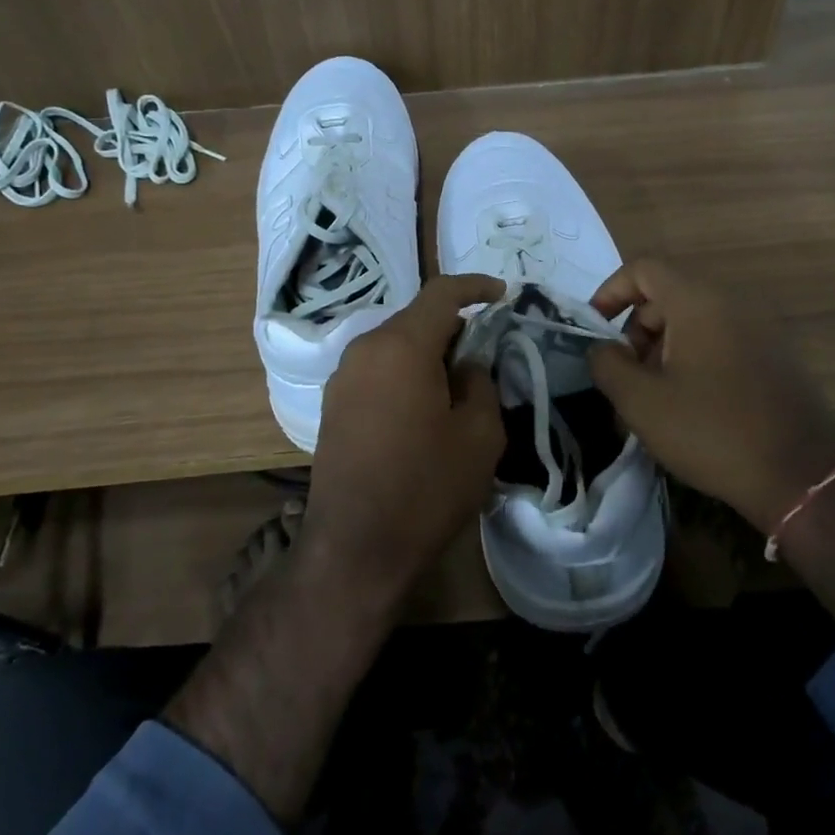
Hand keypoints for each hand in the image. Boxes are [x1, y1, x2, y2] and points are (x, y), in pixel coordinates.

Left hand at [302, 273, 506, 604]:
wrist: (355, 547)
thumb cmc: (426, 487)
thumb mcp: (479, 434)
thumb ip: (480, 383)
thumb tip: (466, 365)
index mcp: (401, 346)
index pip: (441, 294)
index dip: (475, 287)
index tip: (501, 295)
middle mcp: (364, 350)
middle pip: (415, 319)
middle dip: (453, 327)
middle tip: (486, 352)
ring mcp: (342, 378)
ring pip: (394, 345)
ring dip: (427, 353)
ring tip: (457, 384)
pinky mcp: (333, 405)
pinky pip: (377, 370)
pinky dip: (405, 373)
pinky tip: (424, 406)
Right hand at [588, 259, 834, 535]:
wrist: (802, 477)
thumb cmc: (712, 431)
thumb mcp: (641, 401)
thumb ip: (607, 364)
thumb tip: (602, 348)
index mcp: (699, 301)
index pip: (644, 268)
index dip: (610, 292)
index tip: (595, 330)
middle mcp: (733, 301)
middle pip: (668, 295)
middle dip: (636, 330)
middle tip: (626, 376)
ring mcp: (761, 327)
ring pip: (695, 320)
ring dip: (663, 348)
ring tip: (654, 397)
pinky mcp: (777, 355)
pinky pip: (722, 339)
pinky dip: (695, 357)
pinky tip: (690, 404)